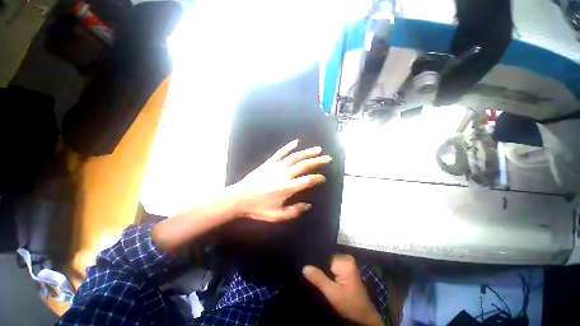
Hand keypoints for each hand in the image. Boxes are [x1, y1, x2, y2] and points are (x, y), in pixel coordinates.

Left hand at [233, 139, 331, 221]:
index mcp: (287, 188)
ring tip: (317, 149)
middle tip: (327, 158)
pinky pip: (280, 153)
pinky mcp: (269, 163)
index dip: (318, 178)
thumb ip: (294, 211)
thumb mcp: (277, 216)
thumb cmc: (258, 208)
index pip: (307, 180)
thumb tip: (308, 205)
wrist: (239, 198)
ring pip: (295, 157)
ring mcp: (276, 167)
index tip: (323, 178)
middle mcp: (284, 175)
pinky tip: (296, 142)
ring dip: (307, 152)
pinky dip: (288, 147)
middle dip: (317, 161)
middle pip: (304, 165)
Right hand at [303, 255, 383, 325]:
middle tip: (307, 272)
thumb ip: (319, 279)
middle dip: (318, 266)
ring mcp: (346, 262)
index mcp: (344, 261)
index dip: (315, 262)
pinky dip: (326, 272)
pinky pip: (332, 266)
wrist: (363, 316)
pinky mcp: (346, 268)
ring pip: (328, 262)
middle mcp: (346, 257)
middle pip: (326, 258)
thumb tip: (304, 267)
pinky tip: (321, 277)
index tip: (305, 266)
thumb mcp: (332, 293)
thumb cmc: (349, 304)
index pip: (324, 256)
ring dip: (322, 270)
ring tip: (312, 275)